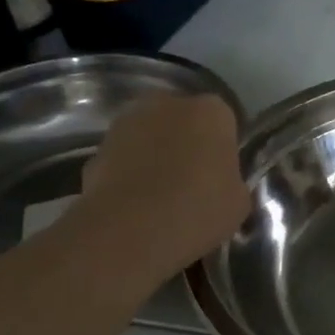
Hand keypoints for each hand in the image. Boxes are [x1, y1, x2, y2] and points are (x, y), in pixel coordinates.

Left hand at [72, 93, 250, 278]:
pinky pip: (123, 158)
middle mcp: (168, 104)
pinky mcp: (96, 148)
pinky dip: (128, 174)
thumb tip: (221, 183)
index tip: (222, 173)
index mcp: (212, 112)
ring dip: (154, 155)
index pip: (224, 121)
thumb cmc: (199, 208)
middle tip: (193, 180)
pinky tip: (135, 205)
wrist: (130, 230)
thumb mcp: (238, 201)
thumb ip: (232, 181)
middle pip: (183, 120)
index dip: (222, 147)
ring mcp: (127, 123)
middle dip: (186, 143)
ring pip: (149, 136)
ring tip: (160, 195)